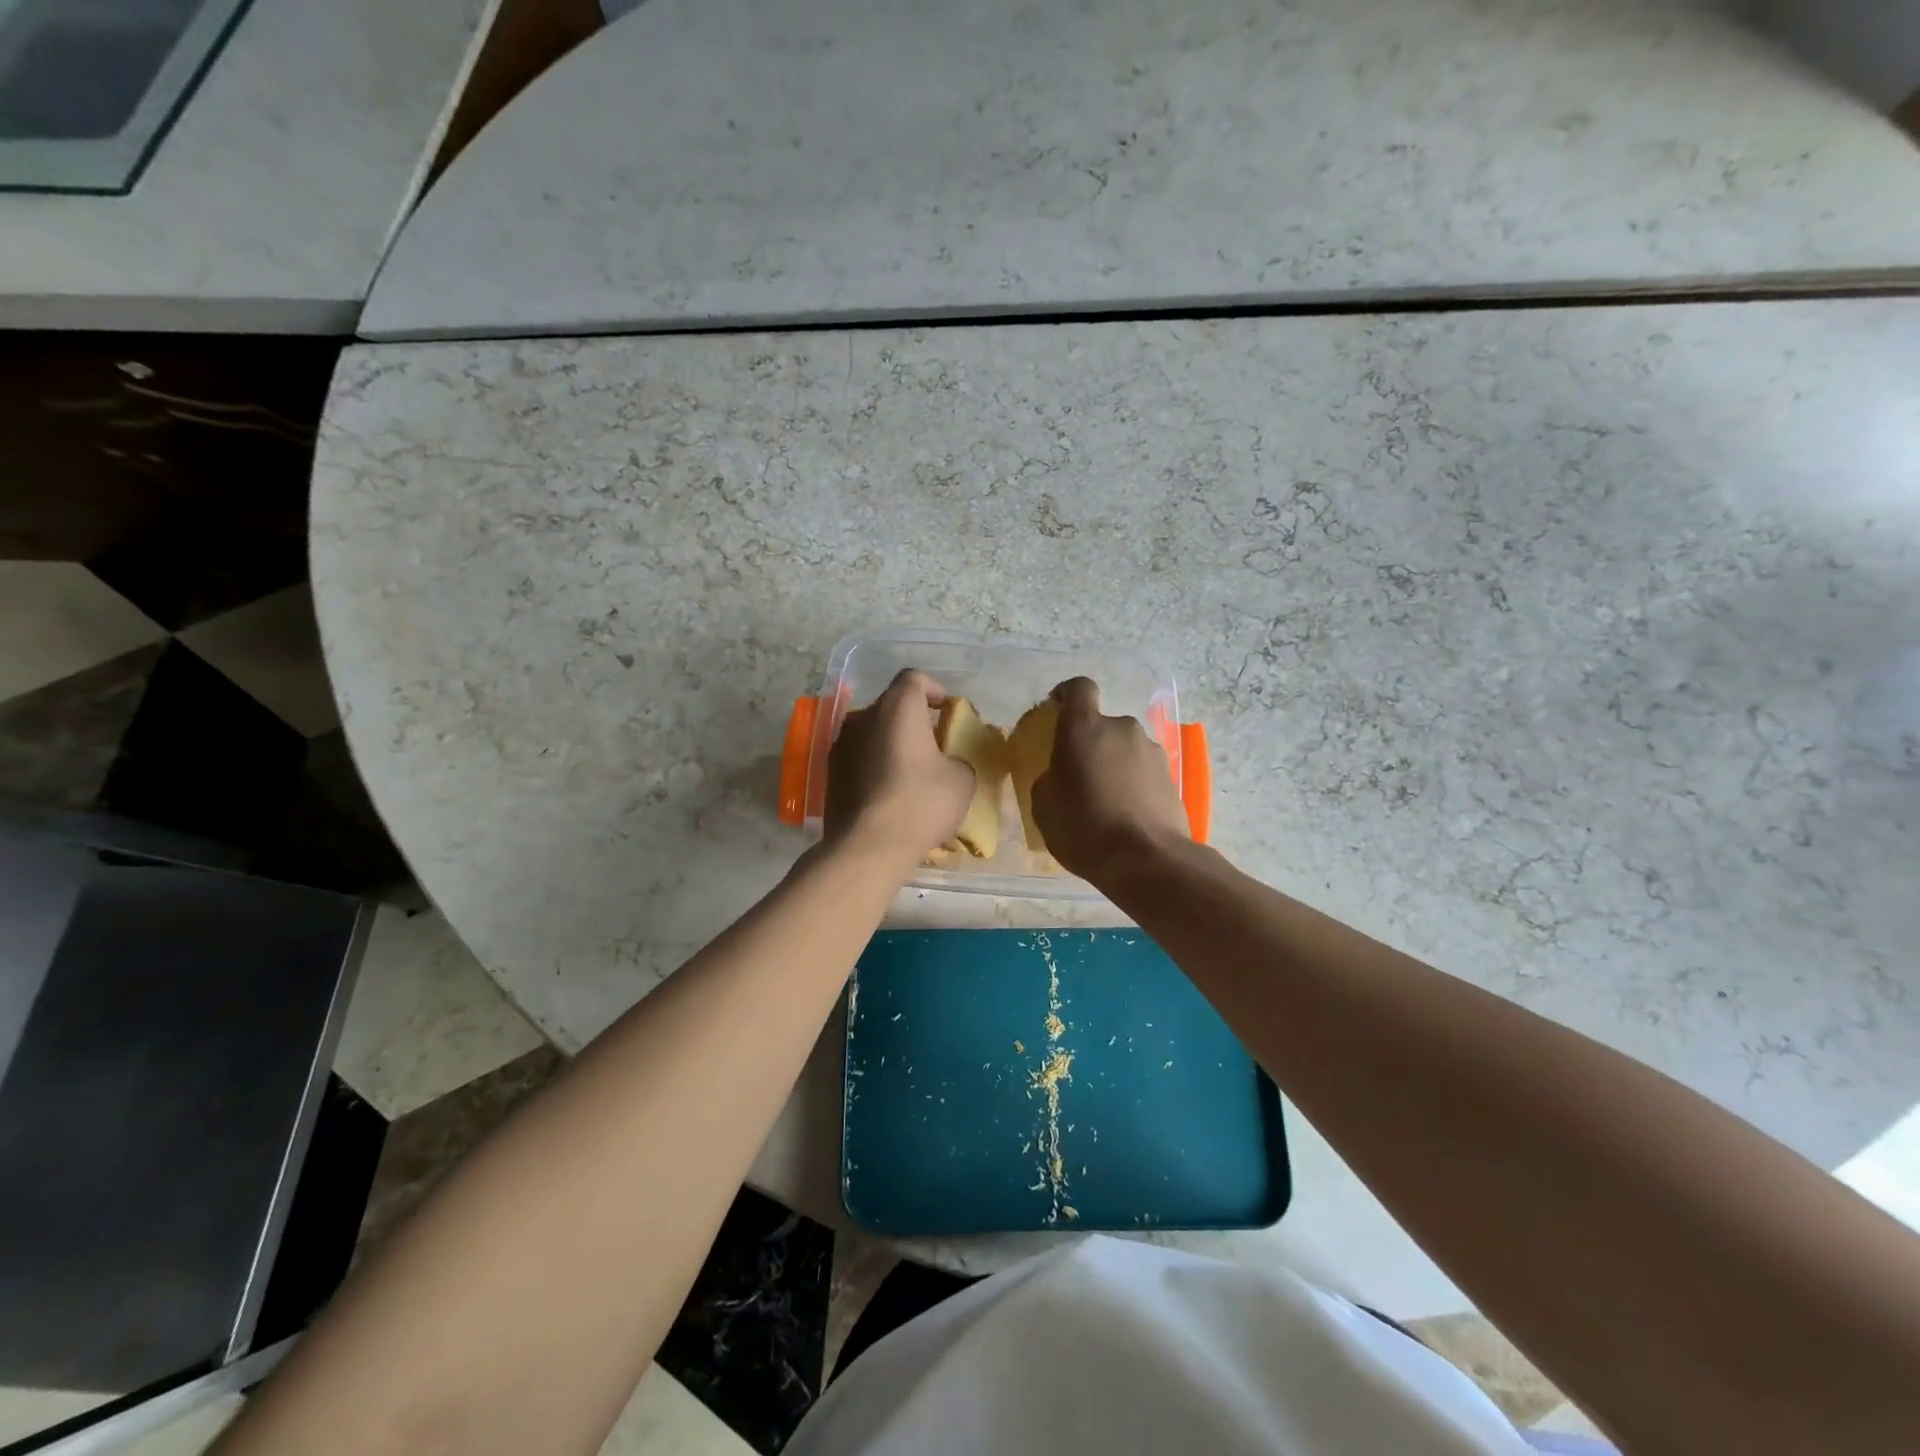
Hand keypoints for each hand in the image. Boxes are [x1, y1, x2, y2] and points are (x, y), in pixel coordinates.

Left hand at [825, 669, 975, 864]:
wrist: (870, 845)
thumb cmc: (921, 802)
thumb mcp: (961, 779)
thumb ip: (956, 759)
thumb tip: (946, 764)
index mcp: (897, 708)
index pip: (913, 679)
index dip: (933, 688)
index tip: (946, 709)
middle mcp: (863, 717)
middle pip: (890, 706)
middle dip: (912, 719)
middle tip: (933, 742)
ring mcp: (840, 745)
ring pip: (871, 733)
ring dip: (890, 743)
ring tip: (910, 769)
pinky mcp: (830, 774)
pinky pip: (858, 759)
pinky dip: (874, 766)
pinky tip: (889, 791)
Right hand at [1031, 677, 1191, 882]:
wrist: (1146, 859)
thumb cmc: (1084, 827)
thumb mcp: (1044, 807)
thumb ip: (1048, 780)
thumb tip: (1059, 777)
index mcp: (1083, 728)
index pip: (1078, 688)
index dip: (1067, 694)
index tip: (1058, 709)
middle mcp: (1121, 728)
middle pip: (1103, 726)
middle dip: (1092, 745)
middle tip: (1081, 777)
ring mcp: (1151, 750)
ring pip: (1125, 749)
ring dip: (1115, 765)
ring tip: (1106, 802)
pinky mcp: (1171, 775)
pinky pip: (1143, 771)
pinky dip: (1134, 784)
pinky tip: (1127, 815)